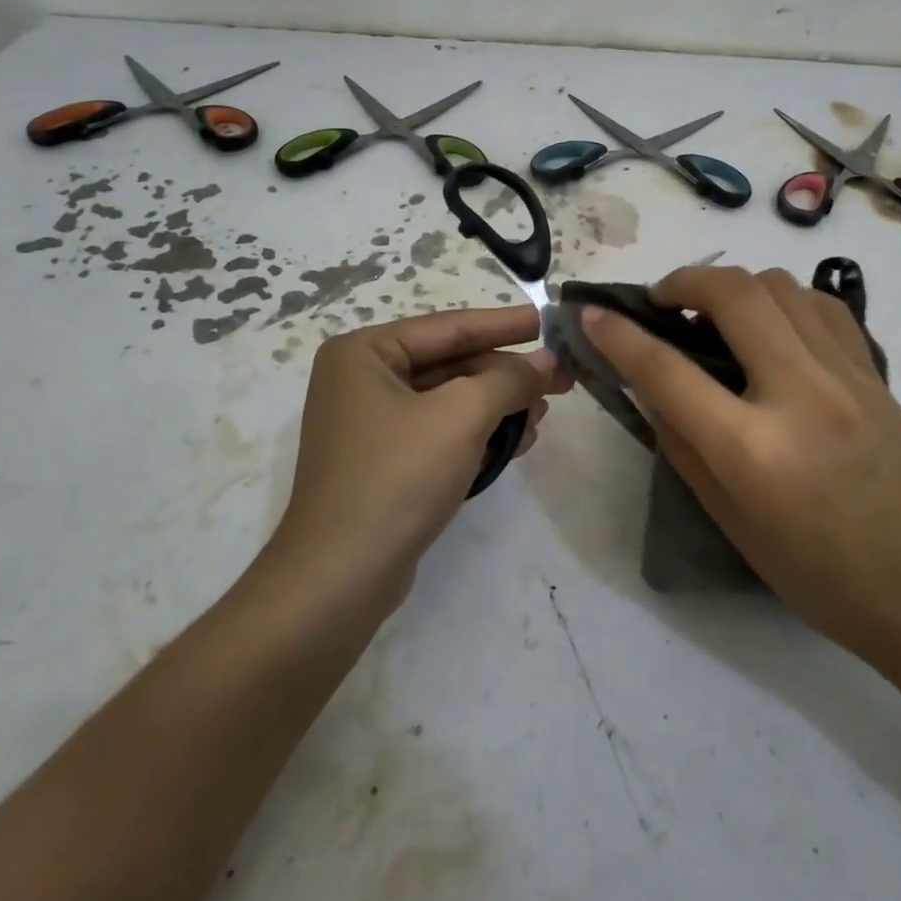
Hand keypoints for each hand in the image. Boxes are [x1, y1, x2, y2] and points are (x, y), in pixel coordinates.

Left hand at [270, 306, 571, 604]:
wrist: (340, 579)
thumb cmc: (398, 477)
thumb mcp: (462, 416)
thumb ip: (509, 380)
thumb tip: (548, 361)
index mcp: (364, 353)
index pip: (448, 328)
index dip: (502, 324)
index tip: (545, 320)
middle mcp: (361, 381)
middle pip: (450, 365)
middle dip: (505, 375)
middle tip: (560, 376)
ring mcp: (370, 425)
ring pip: (449, 401)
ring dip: (497, 407)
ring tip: (543, 412)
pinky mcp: (383, 463)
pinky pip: (439, 433)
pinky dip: (477, 434)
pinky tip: (517, 441)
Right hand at [582, 266, 900, 668]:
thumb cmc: (820, 577)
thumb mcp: (731, 522)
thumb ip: (683, 444)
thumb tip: (651, 386)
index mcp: (752, 448)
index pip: (667, 369)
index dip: (618, 335)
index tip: (591, 313)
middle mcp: (800, 393)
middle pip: (732, 294)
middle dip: (683, 282)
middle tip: (661, 302)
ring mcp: (846, 374)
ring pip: (780, 285)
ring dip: (734, 286)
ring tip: (716, 314)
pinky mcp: (876, 372)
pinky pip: (821, 305)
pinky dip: (784, 299)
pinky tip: (772, 326)